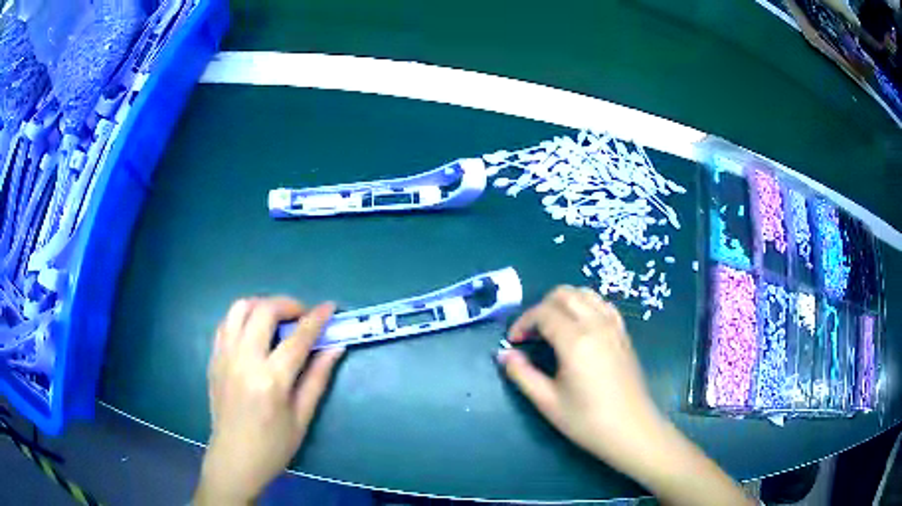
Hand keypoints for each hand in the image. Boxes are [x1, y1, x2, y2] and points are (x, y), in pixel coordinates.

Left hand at [194, 297, 343, 504]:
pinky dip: (243, 317)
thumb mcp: (302, 417)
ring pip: (240, 308)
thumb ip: (317, 378)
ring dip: (262, 305)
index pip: (297, 338)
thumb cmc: (274, 446)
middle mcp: (244, 360)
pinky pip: (227, 323)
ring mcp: (224, 356)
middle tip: (302, 316)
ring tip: (277, 319)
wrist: (234, 458)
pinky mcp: (213, 358)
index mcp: (271, 380)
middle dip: (288, 304)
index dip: (316, 319)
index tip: (330, 307)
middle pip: (264, 311)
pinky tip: (255, 332)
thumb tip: (336, 347)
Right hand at [497, 286, 664, 473]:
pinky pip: (602, 304)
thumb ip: (522, 374)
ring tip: (552, 328)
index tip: (514, 342)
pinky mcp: (624, 333)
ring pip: (584, 294)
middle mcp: (596, 324)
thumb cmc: (587, 420)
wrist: (631, 430)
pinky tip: (579, 328)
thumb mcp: (548, 402)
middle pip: (563, 294)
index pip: (543, 312)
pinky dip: (585, 306)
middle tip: (531, 335)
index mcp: (576, 340)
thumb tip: (503, 355)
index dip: (523, 322)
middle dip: (541, 308)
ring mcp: (614, 326)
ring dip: (563, 303)